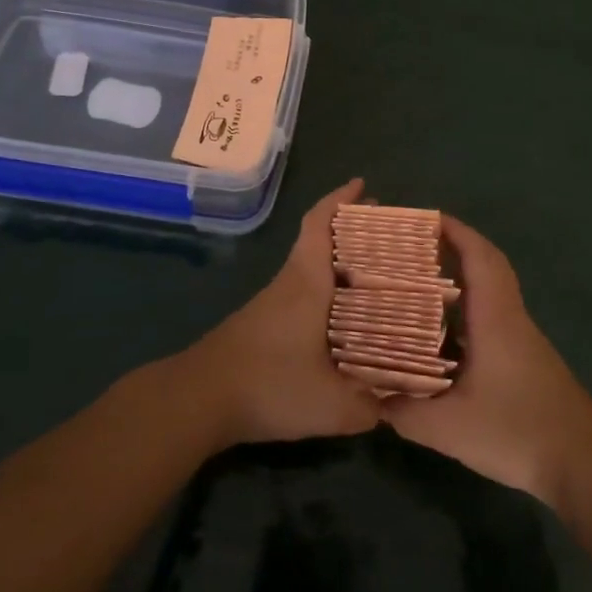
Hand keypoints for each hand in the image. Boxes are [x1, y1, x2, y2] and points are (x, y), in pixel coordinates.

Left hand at [174, 178, 383, 448]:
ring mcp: (270, 304)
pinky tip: (341, 319)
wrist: (196, 401)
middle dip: (350, 231)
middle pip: (319, 242)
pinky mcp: (260, 325)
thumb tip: (394, 405)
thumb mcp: (331, 405)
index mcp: (306, 284)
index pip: (320, 225)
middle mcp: (289, 284)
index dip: (340, 200)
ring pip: (309, 269)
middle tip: (385, 235)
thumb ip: (369, 406)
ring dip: (338, 264)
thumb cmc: (268, 385)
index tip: (362, 185)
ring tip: (373, 277)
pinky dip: (324, 291)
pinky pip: (301, 292)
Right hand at [382, 215, 591, 507]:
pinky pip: (490, 319)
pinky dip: (465, 313)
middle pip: (487, 266)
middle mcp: (509, 318)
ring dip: (459, 281)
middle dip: (454, 248)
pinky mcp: (523, 361)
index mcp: (495, 317)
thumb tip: (372, 399)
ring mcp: (520, 339)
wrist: (583, 462)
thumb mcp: (450, 428)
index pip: (480, 256)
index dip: (455, 231)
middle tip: (412, 249)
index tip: (424, 218)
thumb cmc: (518, 430)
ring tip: (417, 284)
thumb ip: (406, 412)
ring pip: (490, 294)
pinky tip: (440, 337)